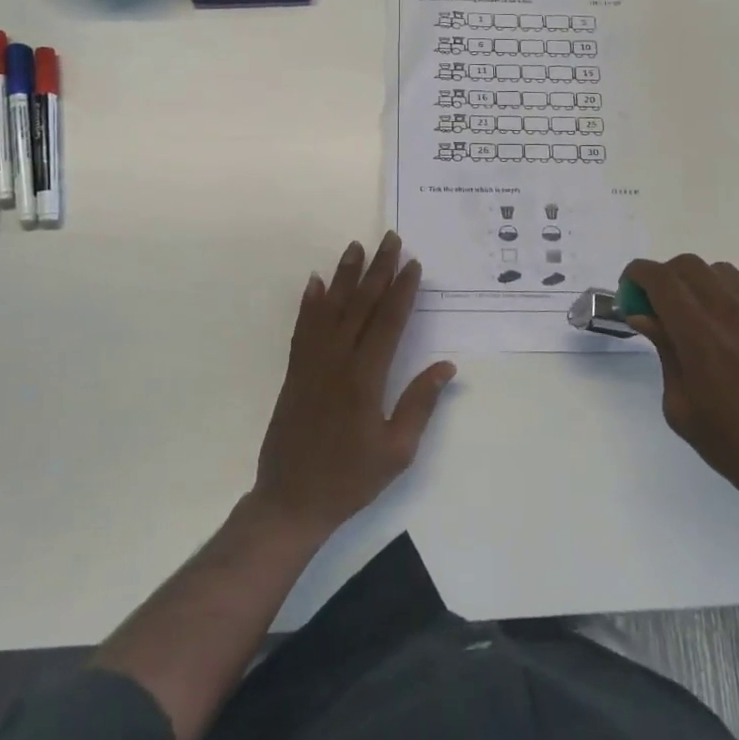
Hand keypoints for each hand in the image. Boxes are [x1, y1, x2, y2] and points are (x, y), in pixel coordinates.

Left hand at [251, 233, 456, 539]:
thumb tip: (446, 367)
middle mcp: (337, 361)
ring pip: (330, 308)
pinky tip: (314, 282)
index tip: (413, 263)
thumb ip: (420, 404)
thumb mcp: (397, 451)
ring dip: (344, 275)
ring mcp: (311, 363)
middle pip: (360, 305)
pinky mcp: (295, 371)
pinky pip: (303, 327)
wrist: (291, 500)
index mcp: (365, 378)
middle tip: (390, 239)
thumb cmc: (351, 479)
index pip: (388, 322)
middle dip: (378, 270)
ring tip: (356, 246)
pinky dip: (309, 302)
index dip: (402, 291)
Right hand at [623, 254, 738, 520]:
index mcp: (698, 332)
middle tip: (657, 309)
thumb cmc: (734, 444)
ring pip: (720, 273)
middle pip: (688, 265)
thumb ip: (664, 352)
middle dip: (664, 278)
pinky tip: (730, 333)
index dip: (636, 276)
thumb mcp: (681, 407)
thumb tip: (645, 317)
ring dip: (697, 284)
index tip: (628, 294)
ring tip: (695, 318)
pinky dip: (728, 298)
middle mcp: (730, 311)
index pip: (659, 278)